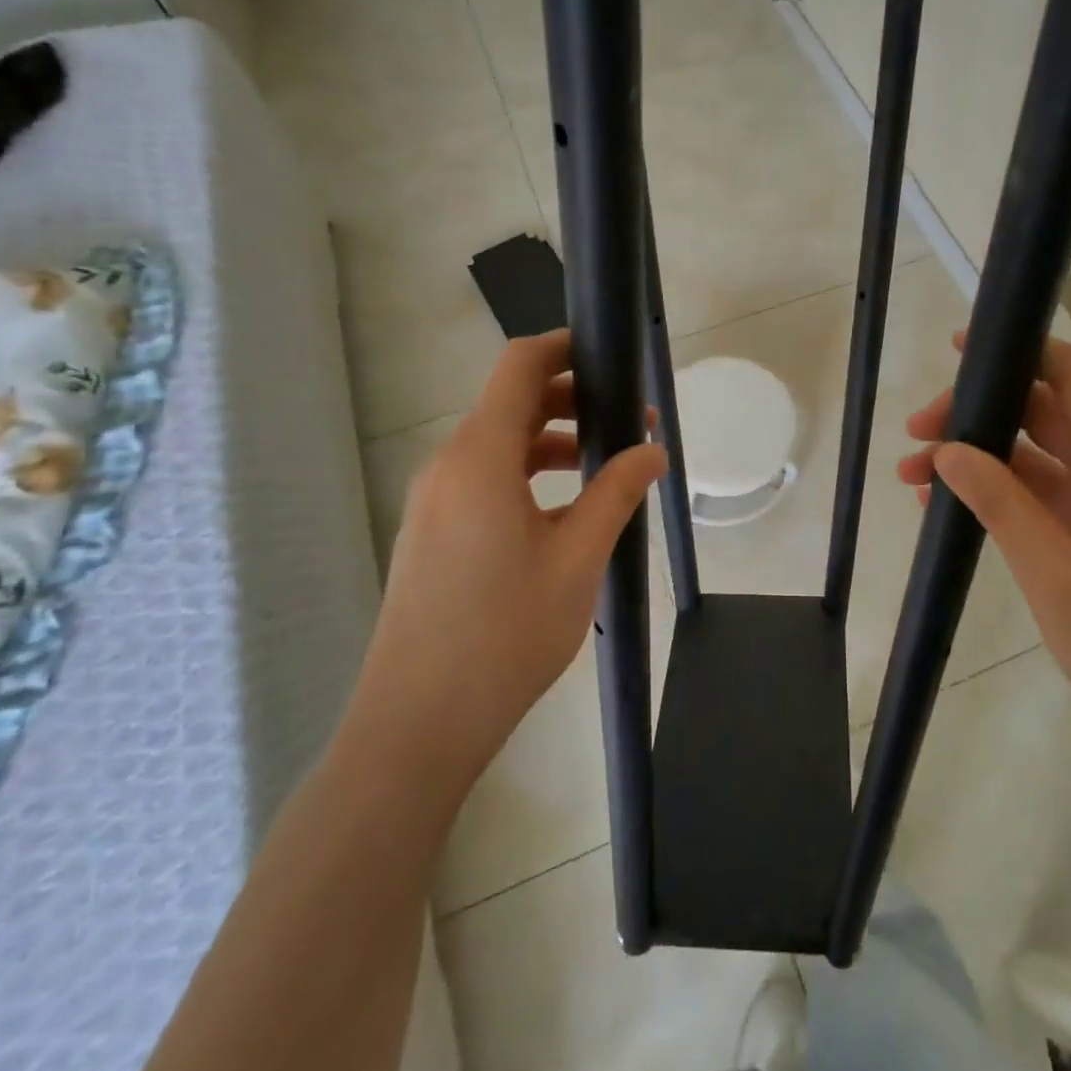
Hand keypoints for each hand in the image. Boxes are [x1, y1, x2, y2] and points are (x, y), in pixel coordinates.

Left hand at [350, 331, 666, 789]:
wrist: (418, 724)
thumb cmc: (505, 634)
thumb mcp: (578, 559)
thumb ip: (617, 493)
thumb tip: (653, 450)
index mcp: (480, 458)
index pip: (519, 367)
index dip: (563, 347)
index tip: (609, 353)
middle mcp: (448, 466)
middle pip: (510, 404)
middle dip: (572, 401)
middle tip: (627, 423)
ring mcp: (433, 501)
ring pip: (498, 445)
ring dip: (551, 442)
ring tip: (604, 468)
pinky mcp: (431, 532)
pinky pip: (483, 479)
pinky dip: (526, 475)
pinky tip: (563, 514)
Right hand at [897, 334, 1070, 782]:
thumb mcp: (1056, 574)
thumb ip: (1000, 503)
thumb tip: (946, 449)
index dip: (1023, 350)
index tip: (960, 351)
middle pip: (1045, 410)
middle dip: (979, 411)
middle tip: (916, 434)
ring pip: (1035, 453)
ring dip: (978, 455)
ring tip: (913, 474)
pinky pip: (1039, 494)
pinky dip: (995, 492)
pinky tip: (946, 505)